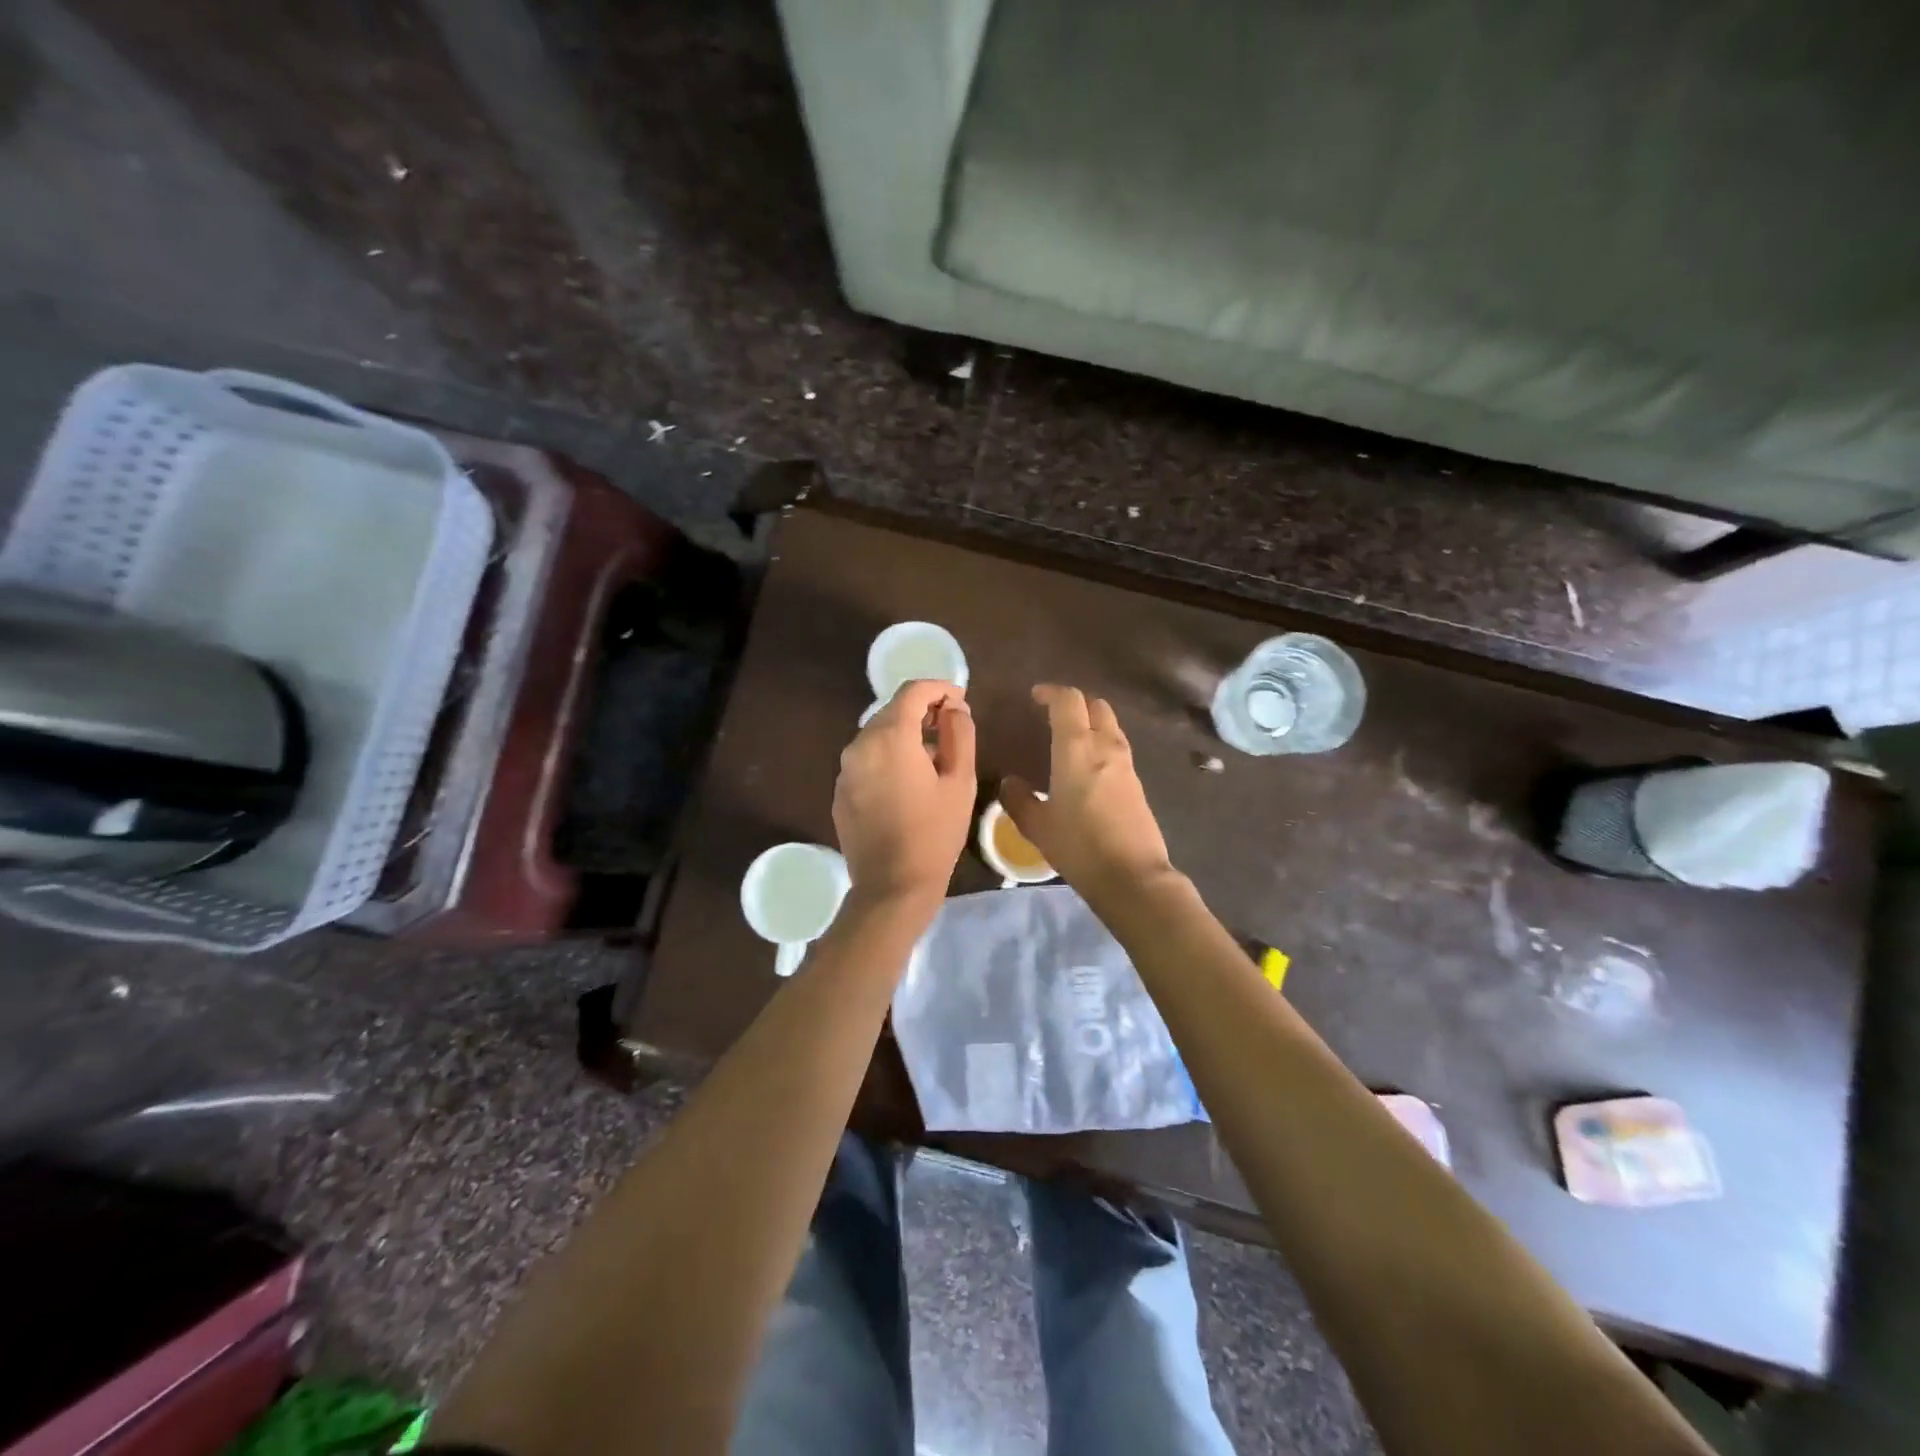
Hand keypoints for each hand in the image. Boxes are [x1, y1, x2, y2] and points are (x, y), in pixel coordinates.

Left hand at [833, 679, 975, 907]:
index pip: (913, 691)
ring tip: (933, 758)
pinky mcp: (841, 791)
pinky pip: (866, 760)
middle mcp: (860, 745)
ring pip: (877, 735)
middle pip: (892, 711)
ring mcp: (845, 769)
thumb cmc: (935, 833)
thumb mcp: (961, 781)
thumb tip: (955, 708)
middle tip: (951, 728)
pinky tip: (907, 782)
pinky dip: (887, 757)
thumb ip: (960, 734)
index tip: (960, 700)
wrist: (892, 887)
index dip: (939, 688)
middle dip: (922, 712)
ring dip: (904, 735)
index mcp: (890, 737)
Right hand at [1002, 684, 1175, 908]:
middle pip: (1096, 706)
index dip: (1051, 692)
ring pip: (1110, 726)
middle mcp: (1105, 746)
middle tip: (1053, 714)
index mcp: (1077, 748)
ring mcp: (1126, 764)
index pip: (1068, 701)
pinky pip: (1117, 748)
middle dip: (1075, 703)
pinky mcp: (1137, 783)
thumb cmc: (1079, 846)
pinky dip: (1101, 744)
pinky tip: (1087, 767)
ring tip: (1069, 739)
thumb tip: (1010, 782)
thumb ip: (1019, 800)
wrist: (1132, 876)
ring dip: (1091, 722)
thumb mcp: (1037, 826)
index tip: (1035, 697)